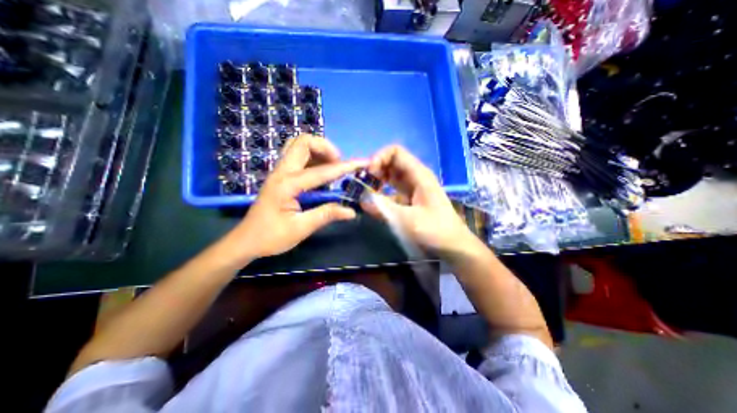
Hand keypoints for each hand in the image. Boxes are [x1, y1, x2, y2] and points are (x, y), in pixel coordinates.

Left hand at [218, 136, 367, 264]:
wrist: (245, 241)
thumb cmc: (271, 237)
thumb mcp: (301, 228)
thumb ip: (326, 215)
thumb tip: (350, 211)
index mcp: (287, 185)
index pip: (322, 171)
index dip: (346, 166)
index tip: (362, 162)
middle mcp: (282, 172)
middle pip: (303, 141)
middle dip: (326, 148)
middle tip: (338, 165)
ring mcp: (279, 172)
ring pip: (298, 145)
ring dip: (318, 151)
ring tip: (331, 168)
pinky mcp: (280, 176)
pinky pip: (297, 156)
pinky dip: (313, 158)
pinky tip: (320, 175)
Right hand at [362, 146, 470, 253]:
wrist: (453, 245)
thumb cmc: (435, 230)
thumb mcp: (408, 220)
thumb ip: (384, 208)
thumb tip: (362, 200)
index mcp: (419, 175)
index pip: (396, 152)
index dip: (379, 157)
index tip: (368, 173)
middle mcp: (415, 177)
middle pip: (391, 162)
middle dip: (375, 169)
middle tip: (362, 184)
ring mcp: (412, 188)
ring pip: (391, 176)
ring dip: (377, 181)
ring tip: (364, 193)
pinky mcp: (409, 199)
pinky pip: (392, 190)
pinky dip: (381, 194)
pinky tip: (373, 204)